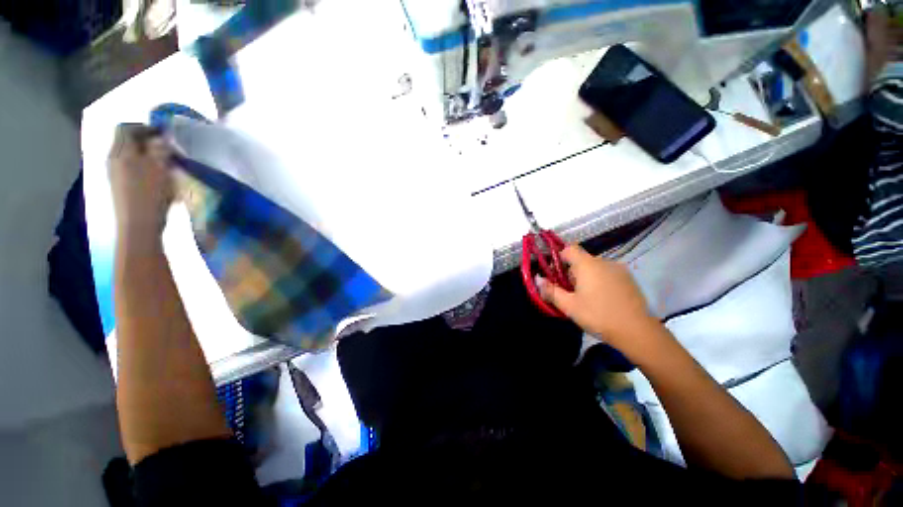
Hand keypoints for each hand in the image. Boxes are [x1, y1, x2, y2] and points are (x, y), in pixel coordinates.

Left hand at [108, 124, 174, 241]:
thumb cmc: (150, 193)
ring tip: (166, 164)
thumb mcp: (159, 166)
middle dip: (146, 142)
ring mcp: (115, 175)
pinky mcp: (121, 188)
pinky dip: (145, 169)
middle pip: (127, 142)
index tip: (164, 132)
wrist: (138, 225)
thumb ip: (159, 148)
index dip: (145, 127)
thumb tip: (161, 138)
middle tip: (167, 148)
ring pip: (130, 157)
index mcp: (120, 151)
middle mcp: (113, 159)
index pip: (127, 128)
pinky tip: (158, 178)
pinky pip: (132, 170)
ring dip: (147, 156)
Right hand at [538, 245, 657, 353]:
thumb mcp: (569, 306)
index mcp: (587, 264)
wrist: (637, 331)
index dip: (559, 257)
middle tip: (569, 291)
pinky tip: (602, 298)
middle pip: (581, 259)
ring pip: (595, 267)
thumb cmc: (598, 316)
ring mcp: (619, 269)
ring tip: (586, 297)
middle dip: (572, 272)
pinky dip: (600, 280)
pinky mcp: (629, 279)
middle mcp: (604, 261)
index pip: (569, 249)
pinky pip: (608, 273)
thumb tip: (537, 279)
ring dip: (587, 277)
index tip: (556, 274)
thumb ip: (550, 290)